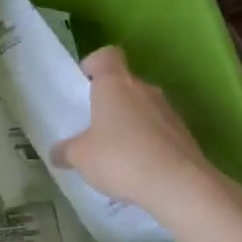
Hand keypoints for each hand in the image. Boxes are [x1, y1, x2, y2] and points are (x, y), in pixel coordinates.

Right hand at [56, 46, 224, 215]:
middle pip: (124, 84)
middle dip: (109, 101)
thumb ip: (66, 151)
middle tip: (93, 127)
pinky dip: (147, 142)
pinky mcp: (184, 134)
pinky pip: (158, 129)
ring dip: (129, 123)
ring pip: (142, 107)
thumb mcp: (80, 157)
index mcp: (115, 85)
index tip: (84, 84)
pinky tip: (138, 168)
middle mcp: (143, 89)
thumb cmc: (121, 159)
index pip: (107, 56)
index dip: (94, 65)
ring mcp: (168, 110)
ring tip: (116, 153)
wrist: (179, 185)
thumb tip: (57, 152)